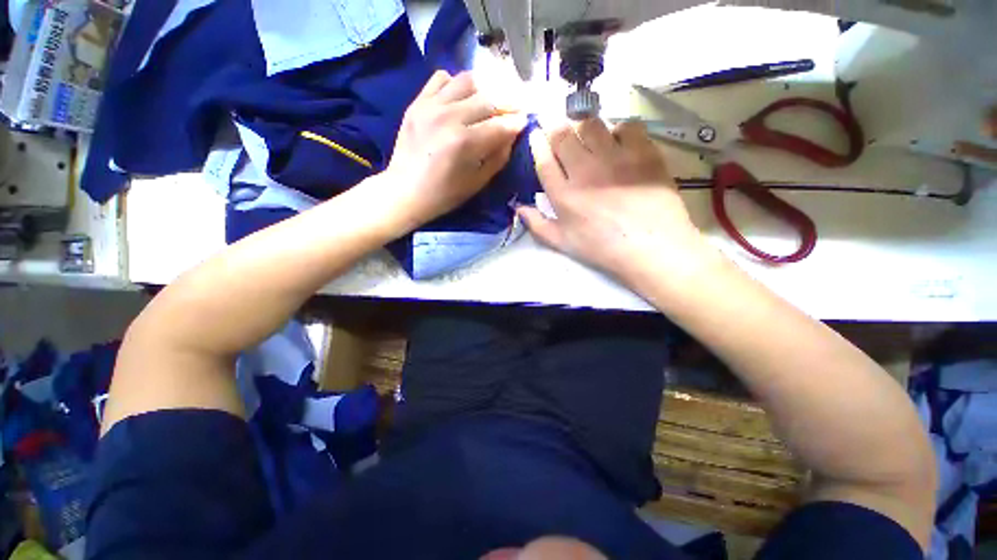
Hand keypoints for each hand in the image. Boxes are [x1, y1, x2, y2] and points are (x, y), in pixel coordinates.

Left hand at [379, 70, 526, 233]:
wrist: (404, 191)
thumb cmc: (444, 195)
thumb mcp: (477, 182)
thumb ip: (498, 157)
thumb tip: (511, 134)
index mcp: (464, 143)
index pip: (500, 124)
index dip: (516, 122)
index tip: (524, 121)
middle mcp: (448, 117)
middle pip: (488, 99)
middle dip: (505, 106)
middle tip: (510, 113)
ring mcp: (430, 106)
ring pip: (467, 81)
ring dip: (482, 91)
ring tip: (486, 105)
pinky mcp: (417, 102)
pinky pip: (441, 78)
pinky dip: (455, 85)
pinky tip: (459, 100)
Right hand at [517, 119, 715, 284]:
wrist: (651, 247)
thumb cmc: (603, 248)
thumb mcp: (563, 243)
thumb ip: (537, 225)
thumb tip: (518, 208)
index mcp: (563, 195)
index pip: (543, 159)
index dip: (537, 142)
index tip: (536, 134)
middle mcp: (584, 170)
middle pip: (563, 134)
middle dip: (556, 128)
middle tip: (560, 131)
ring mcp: (614, 158)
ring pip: (591, 124)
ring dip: (584, 126)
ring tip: (588, 137)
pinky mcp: (642, 152)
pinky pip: (626, 126)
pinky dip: (619, 130)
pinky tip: (619, 143)